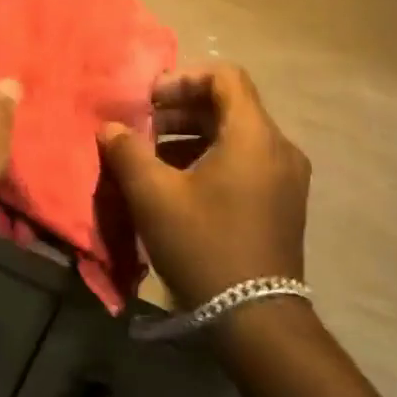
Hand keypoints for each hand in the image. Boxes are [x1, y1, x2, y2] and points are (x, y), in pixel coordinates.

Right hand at [98, 63, 309, 307]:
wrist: (256, 320)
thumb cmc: (204, 244)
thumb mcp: (153, 195)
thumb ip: (127, 151)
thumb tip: (111, 128)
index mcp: (254, 136)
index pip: (225, 77)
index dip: (183, 79)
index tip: (149, 102)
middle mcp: (278, 148)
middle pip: (229, 105)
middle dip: (181, 110)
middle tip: (143, 129)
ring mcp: (286, 177)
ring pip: (236, 135)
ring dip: (192, 135)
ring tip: (153, 158)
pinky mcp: (283, 202)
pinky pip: (245, 161)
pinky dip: (211, 158)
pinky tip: (179, 184)